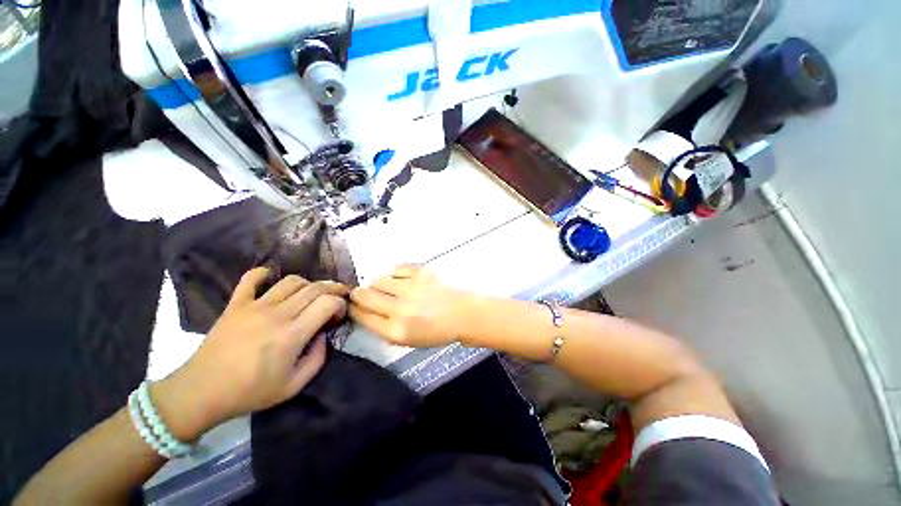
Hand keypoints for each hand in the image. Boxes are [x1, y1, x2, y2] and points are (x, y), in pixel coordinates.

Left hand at [153, 268, 347, 440]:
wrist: (201, 392)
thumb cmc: (250, 392)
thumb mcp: (294, 385)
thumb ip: (318, 358)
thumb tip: (322, 334)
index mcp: (292, 335)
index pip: (327, 303)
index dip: (340, 304)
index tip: (339, 314)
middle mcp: (277, 314)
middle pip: (314, 288)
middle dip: (333, 289)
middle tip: (338, 296)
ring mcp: (254, 306)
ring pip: (291, 281)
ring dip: (308, 284)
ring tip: (311, 295)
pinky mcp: (236, 304)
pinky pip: (251, 278)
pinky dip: (264, 274)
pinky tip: (272, 279)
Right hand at [349, 265, 469, 346]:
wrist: (463, 314)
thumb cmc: (436, 331)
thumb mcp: (408, 340)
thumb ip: (384, 328)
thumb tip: (365, 310)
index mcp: (396, 331)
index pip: (361, 315)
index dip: (353, 308)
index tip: (353, 304)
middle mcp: (399, 309)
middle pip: (364, 295)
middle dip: (360, 294)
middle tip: (365, 293)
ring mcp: (410, 287)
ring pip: (378, 279)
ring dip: (380, 284)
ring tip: (392, 288)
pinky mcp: (420, 272)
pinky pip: (396, 269)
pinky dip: (396, 275)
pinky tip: (404, 280)